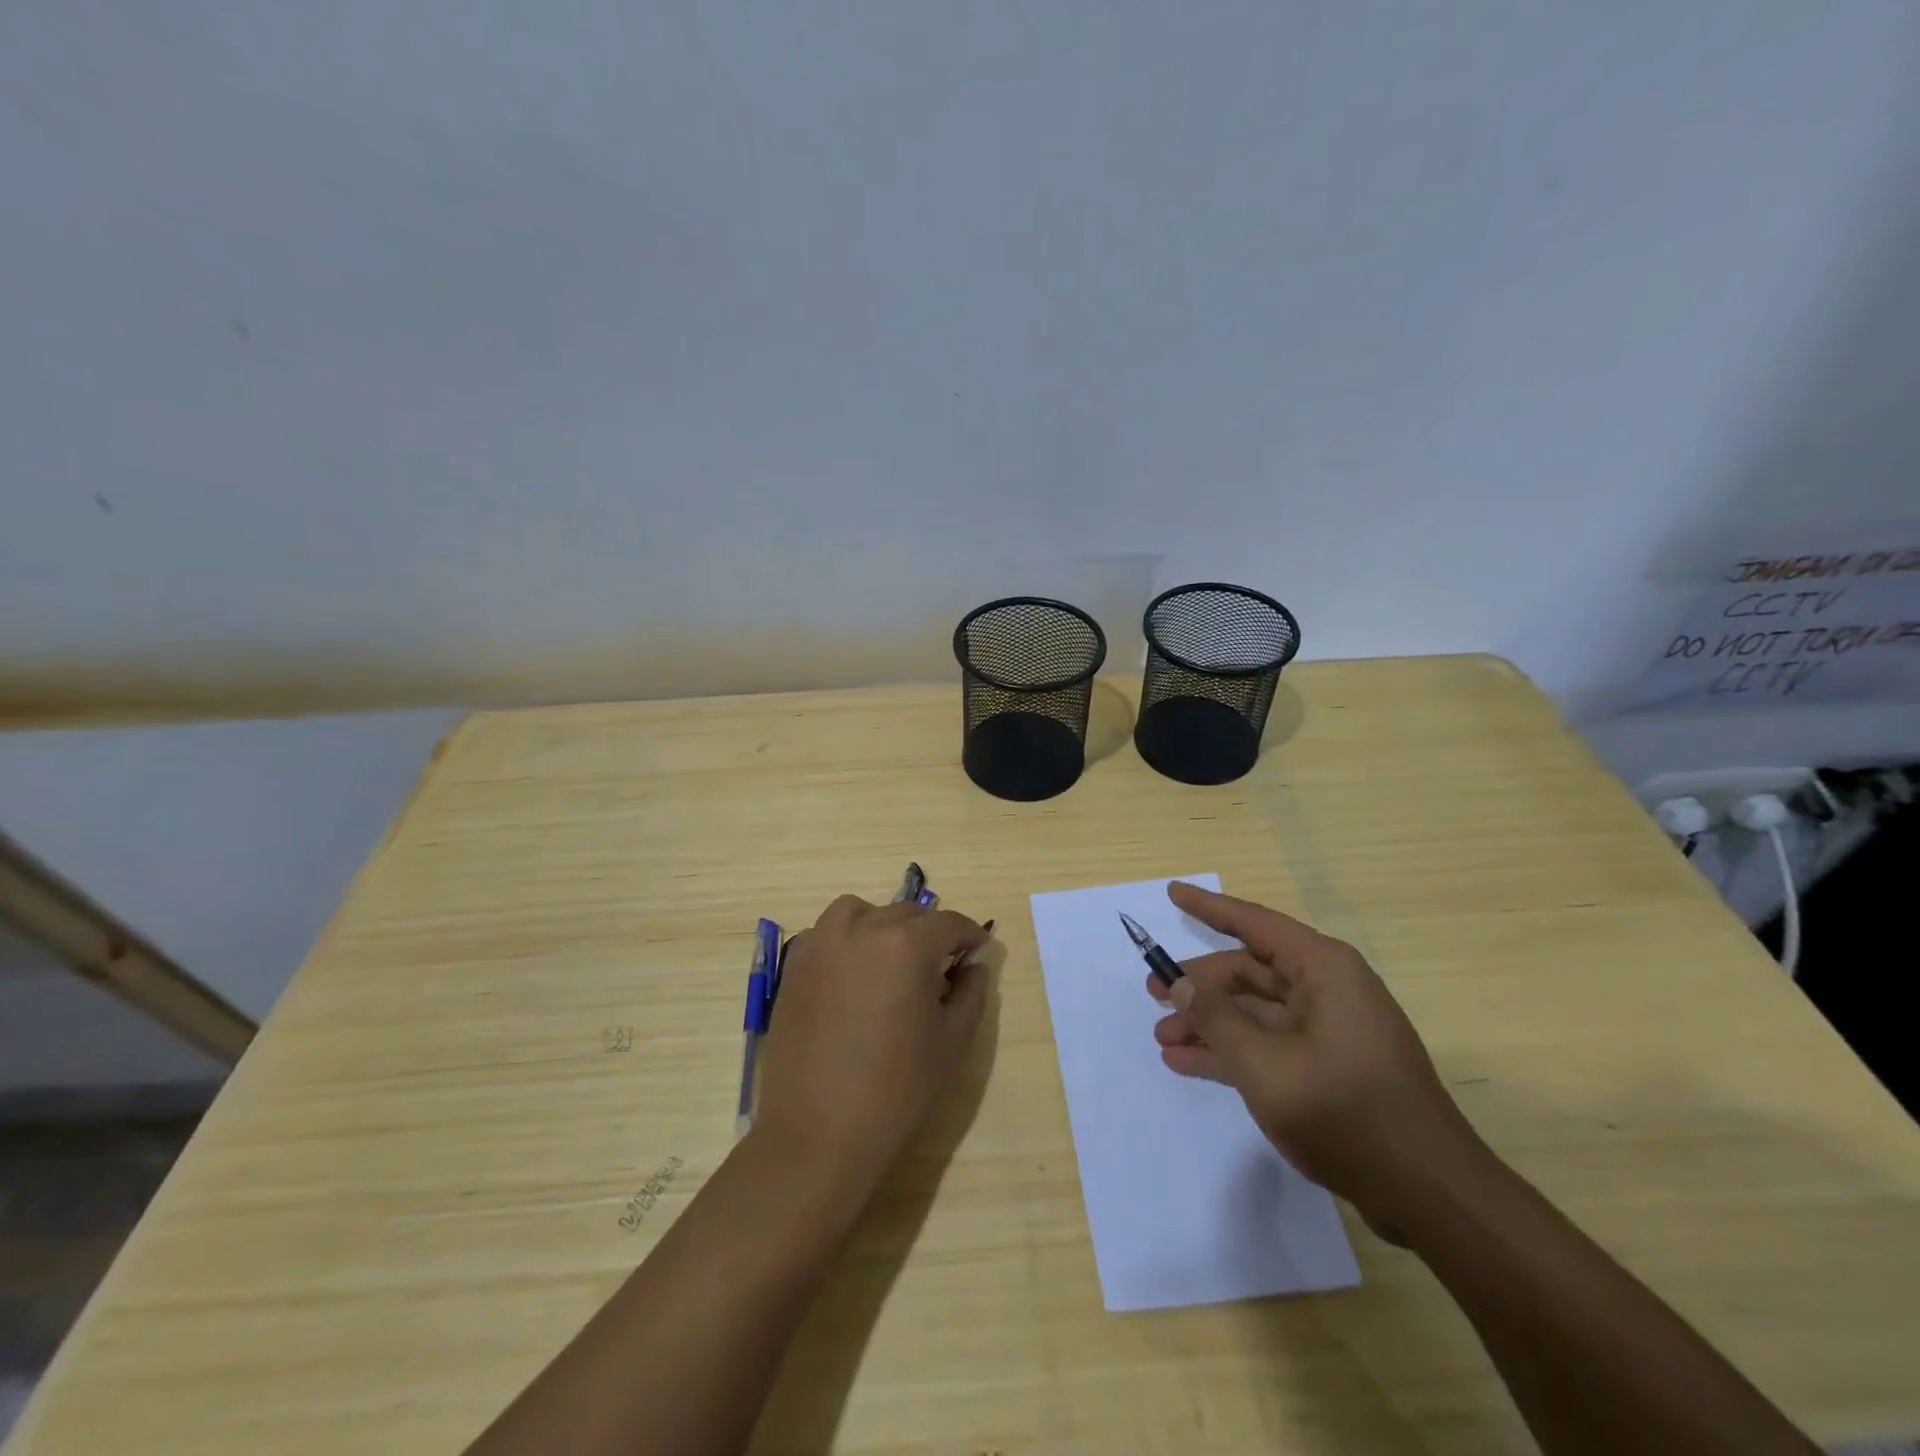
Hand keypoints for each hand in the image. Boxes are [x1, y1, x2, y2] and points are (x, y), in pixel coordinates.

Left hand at [755, 896, 989, 1187]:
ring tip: (892, 962)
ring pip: (861, 913)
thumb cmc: (897, 1092)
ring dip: (884, 926)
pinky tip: (855, 976)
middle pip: (907, 914)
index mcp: (906, 945)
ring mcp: (821, 944)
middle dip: (930, 934)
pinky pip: (827, 934)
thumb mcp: (953, 1042)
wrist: (819, 1137)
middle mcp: (862, 930)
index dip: (970, 936)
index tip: (979, 951)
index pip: (949, 923)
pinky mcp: (794, 967)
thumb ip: (971, 992)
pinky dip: (847, 940)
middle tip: (941, 969)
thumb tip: (972, 966)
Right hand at [1147, 881, 1490, 1238]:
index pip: (1255, 924)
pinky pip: (1269, 1042)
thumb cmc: (1347, 1114)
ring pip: (1255, 1011)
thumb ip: (1216, 1018)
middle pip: (1250, 972)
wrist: (1429, 1195)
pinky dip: (1232, 1050)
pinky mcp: (1329, 1066)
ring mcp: (1329, 1030)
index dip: (1209, 908)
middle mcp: (1327, 989)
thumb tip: (1178, 982)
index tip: (1174, 893)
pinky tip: (1189, 1062)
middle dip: (1200, 985)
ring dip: (1210, 1022)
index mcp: (1323, 970)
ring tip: (1163, 1037)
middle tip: (1152, 994)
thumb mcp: (1266, 1065)